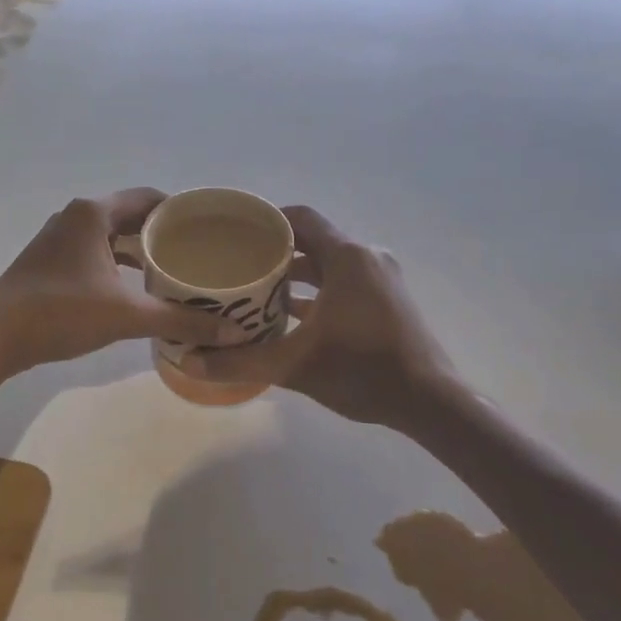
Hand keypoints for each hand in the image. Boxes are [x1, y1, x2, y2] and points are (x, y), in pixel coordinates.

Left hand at [0, 189, 225, 377]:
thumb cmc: (62, 312)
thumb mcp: (127, 315)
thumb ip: (180, 320)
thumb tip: (232, 334)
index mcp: (94, 213)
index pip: (149, 198)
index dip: (181, 211)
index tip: (208, 230)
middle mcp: (76, 216)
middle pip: (131, 214)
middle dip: (164, 232)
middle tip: (197, 253)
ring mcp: (59, 237)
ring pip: (111, 235)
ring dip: (140, 249)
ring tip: (174, 270)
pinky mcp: (49, 260)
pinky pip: (95, 250)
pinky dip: (118, 262)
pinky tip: (135, 287)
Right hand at [184, 205, 456, 429]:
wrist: (431, 403)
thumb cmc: (362, 370)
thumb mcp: (293, 366)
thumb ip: (240, 361)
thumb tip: (189, 363)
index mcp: (346, 256)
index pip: (300, 218)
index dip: (266, 220)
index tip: (235, 232)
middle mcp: (366, 257)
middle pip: (313, 240)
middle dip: (276, 251)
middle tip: (238, 264)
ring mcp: (382, 278)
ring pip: (329, 263)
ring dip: (297, 274)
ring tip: (258, 290)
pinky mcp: (389, 299)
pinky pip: (345, 281)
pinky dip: (319, 291)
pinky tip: (292, 316)